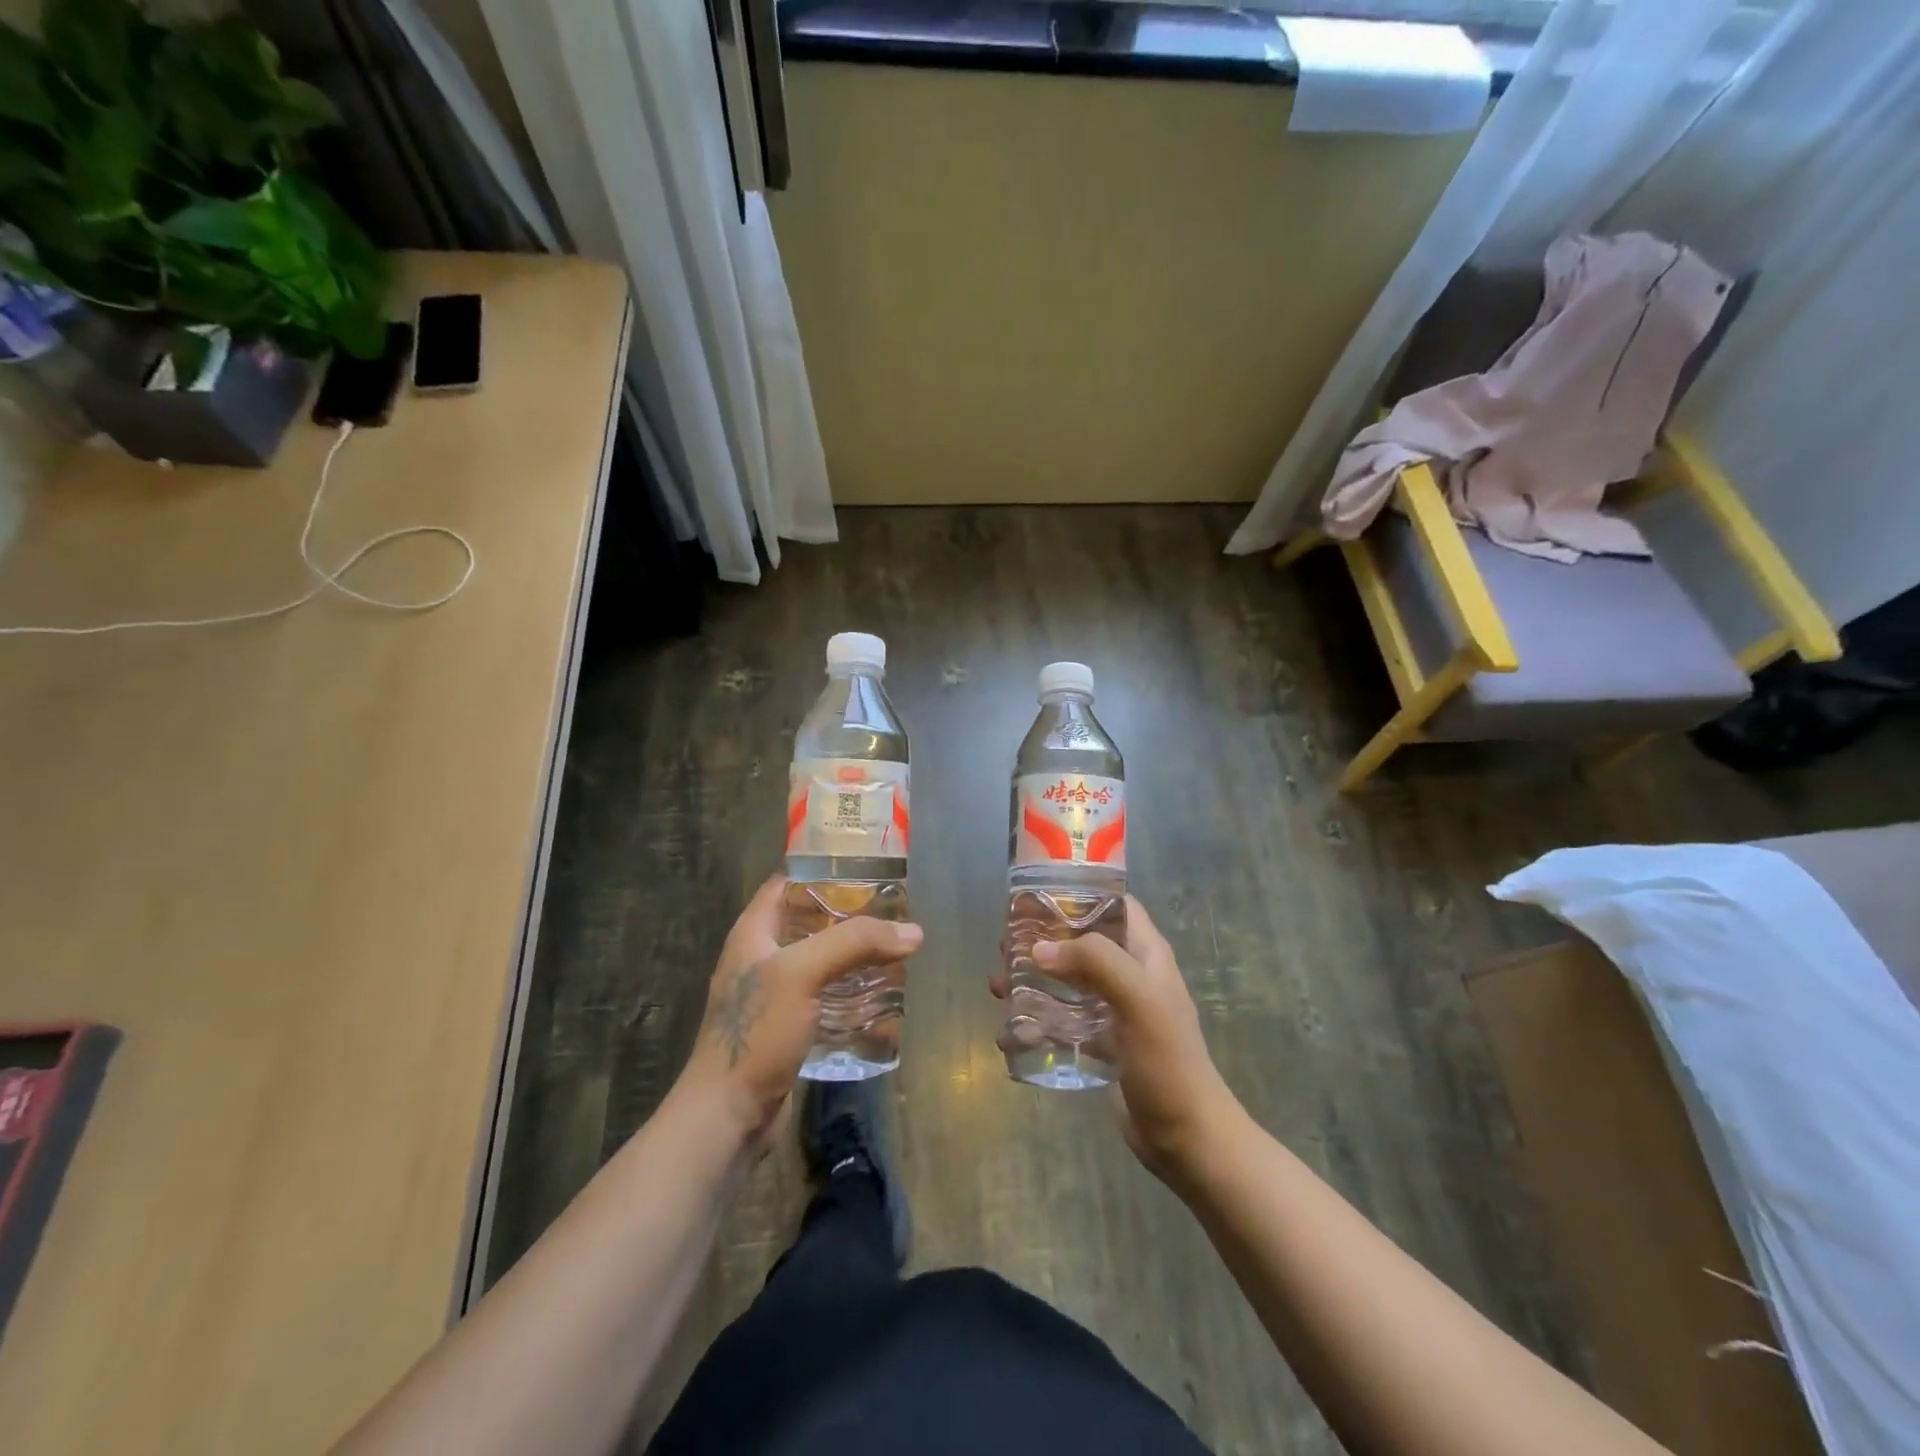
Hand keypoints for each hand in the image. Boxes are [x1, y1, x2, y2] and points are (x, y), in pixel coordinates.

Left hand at [677, 874, 922, 1152]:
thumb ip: (855, 943)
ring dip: (856, 956)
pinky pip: (827, 997)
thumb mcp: (802, 973)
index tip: (867, 867)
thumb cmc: (757, 1032)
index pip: (787, 883)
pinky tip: (884, 995)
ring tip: (897, 949)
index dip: (823, 870)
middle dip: (851, 916)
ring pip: (823, 961)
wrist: (728, 1116)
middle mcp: (763, 957)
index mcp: (754, 932)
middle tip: (894, 911)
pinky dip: (853, 992)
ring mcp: (776, 994)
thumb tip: (913, 932)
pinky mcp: (790, 1027)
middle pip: (811, 921)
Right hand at [1006, 897, 1239, 1179]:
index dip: (1080, 893)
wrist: (1185, 1136)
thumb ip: (1093, 961)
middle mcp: (1129, 974)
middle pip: (1081, 942)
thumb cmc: (1167, 1059)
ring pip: (1067, 982)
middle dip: (1043, 940)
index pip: (1114, 905)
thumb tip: (1039, 949)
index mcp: (1145, 954)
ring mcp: (1114, 1010)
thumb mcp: (1138, 998)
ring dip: (1033, 981)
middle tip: (1005, 945)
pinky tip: (1008, 1035)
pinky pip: (1062, 1022)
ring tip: (996, 987)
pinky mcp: (1101, 1043)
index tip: (1036, 895)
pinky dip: (1036, 1023)